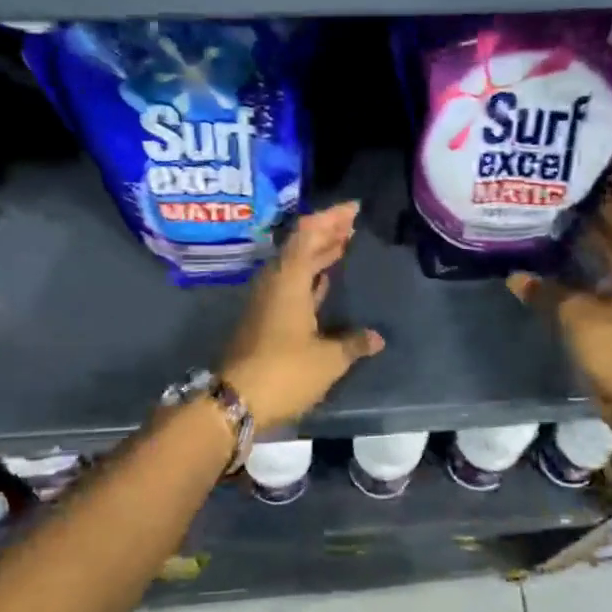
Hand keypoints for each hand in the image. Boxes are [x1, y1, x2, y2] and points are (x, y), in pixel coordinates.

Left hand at [221, 202, 385, 430]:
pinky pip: (290, 285)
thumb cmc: (284, 372)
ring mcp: (266, 302)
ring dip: (317, 254)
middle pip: (300, 246)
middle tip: (352, 224)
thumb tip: (376, 338)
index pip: (308, 234)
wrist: (235, 402)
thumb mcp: (328, 360)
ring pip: (294, 266)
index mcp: (289, 281)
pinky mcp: (264, 320)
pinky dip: (310, 277)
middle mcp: (274, 284)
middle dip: (326, 232)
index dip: (330, 218)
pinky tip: (324, 281)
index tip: (353, 209)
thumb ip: (353, 344)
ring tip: (342, 245)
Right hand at [508, 165, 611, 444]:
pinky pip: (593, 278)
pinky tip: (549, 258)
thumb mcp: (578, 314)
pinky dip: (575, 265)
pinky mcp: (611, 315)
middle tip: (568, 180)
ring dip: (587, 233)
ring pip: (607, 252)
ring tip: (555, 210)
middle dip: (602, 203)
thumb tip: (515, 275)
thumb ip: (546, 291)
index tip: (607, 161)